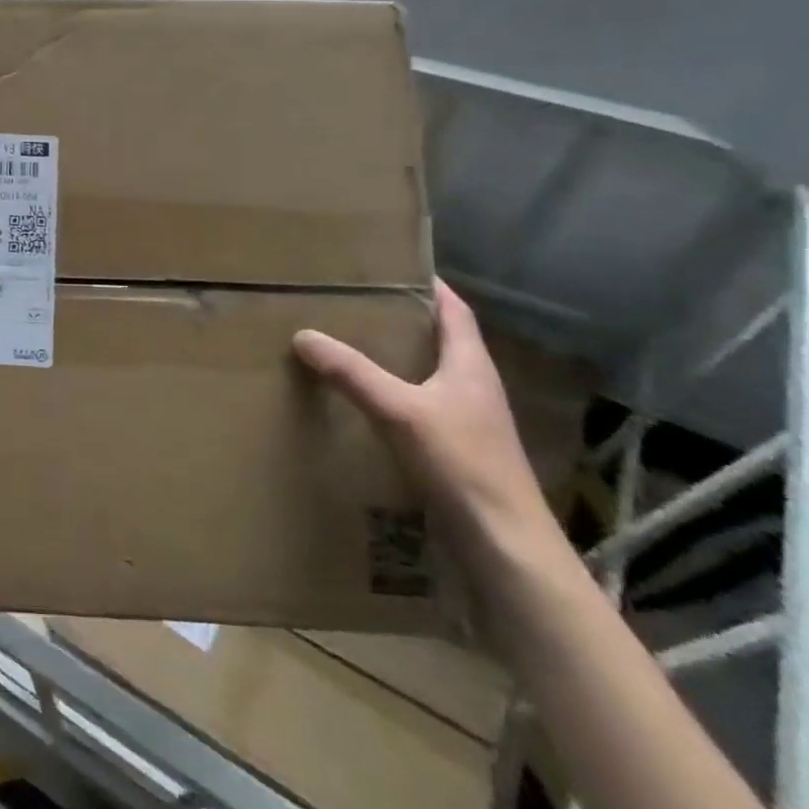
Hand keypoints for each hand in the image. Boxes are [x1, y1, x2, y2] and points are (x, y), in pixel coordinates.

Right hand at [293, 280, 558, 568]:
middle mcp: (474, 386)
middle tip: (356, 302)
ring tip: (351, 344)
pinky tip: (365, 400)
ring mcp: (468, 420)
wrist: (504, 543)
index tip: (394, 266)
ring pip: (429, 373)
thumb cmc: (461, 464)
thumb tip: (303, 335)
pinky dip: (394, 392)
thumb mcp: (400, 411)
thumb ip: (352, 373)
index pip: (455, 311)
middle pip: (441, 340)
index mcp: (471, 366)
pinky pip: (420, 404)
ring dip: (397, 357)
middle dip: (402, 319)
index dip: (430, 286)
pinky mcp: (456, 448)